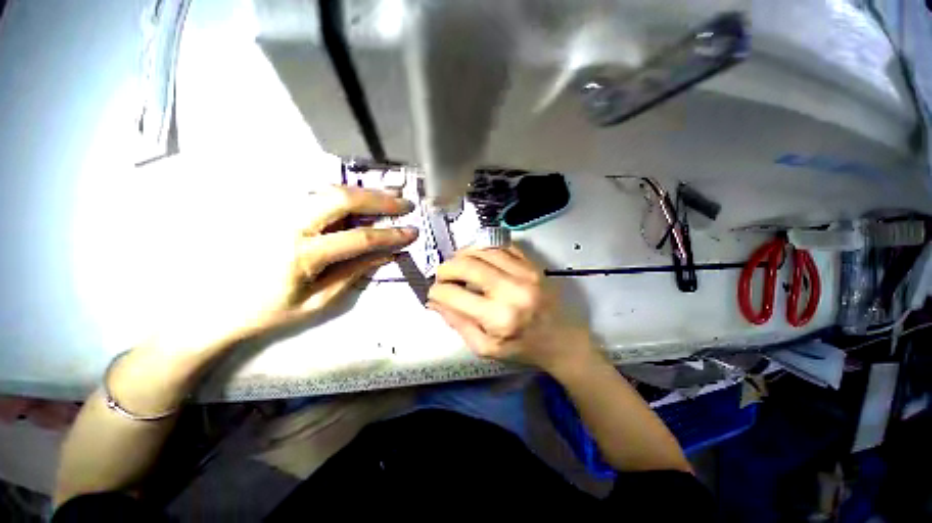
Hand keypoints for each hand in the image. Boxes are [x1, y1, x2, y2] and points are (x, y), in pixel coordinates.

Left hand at [113, 185, 417, 411]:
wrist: (211, 308)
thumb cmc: (267, 312)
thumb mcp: (318, 301)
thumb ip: (354, 273)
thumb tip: (386, 255)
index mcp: (302, 254)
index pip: (360, 238)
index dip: (391, 235)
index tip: (413, 232)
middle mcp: (289, 225)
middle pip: (342, 198)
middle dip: (379, 199)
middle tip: (404, 203)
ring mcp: (276, 212)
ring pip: (328, 189)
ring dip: (363, 192)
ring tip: (389, 197)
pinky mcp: (271, 209)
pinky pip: (313, 194)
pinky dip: (343, 194)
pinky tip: (359, 198)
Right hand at [427, 247, 592, 372]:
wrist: (561, 340)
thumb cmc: (522, 348)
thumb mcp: (485, 348)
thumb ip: (458, 323)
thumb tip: (435, 302)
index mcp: (498, 318)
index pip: (454, 295)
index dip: (437, 292)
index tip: (434, 293)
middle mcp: (511, 290)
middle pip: (467, 265)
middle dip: (446, 269)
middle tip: (442, 276)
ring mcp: (525, 273)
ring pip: (483, 250)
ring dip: (462, 255)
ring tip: (457, 265)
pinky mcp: (532, 264)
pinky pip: (502, 246)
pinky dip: (484, 249)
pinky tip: (478, 258)